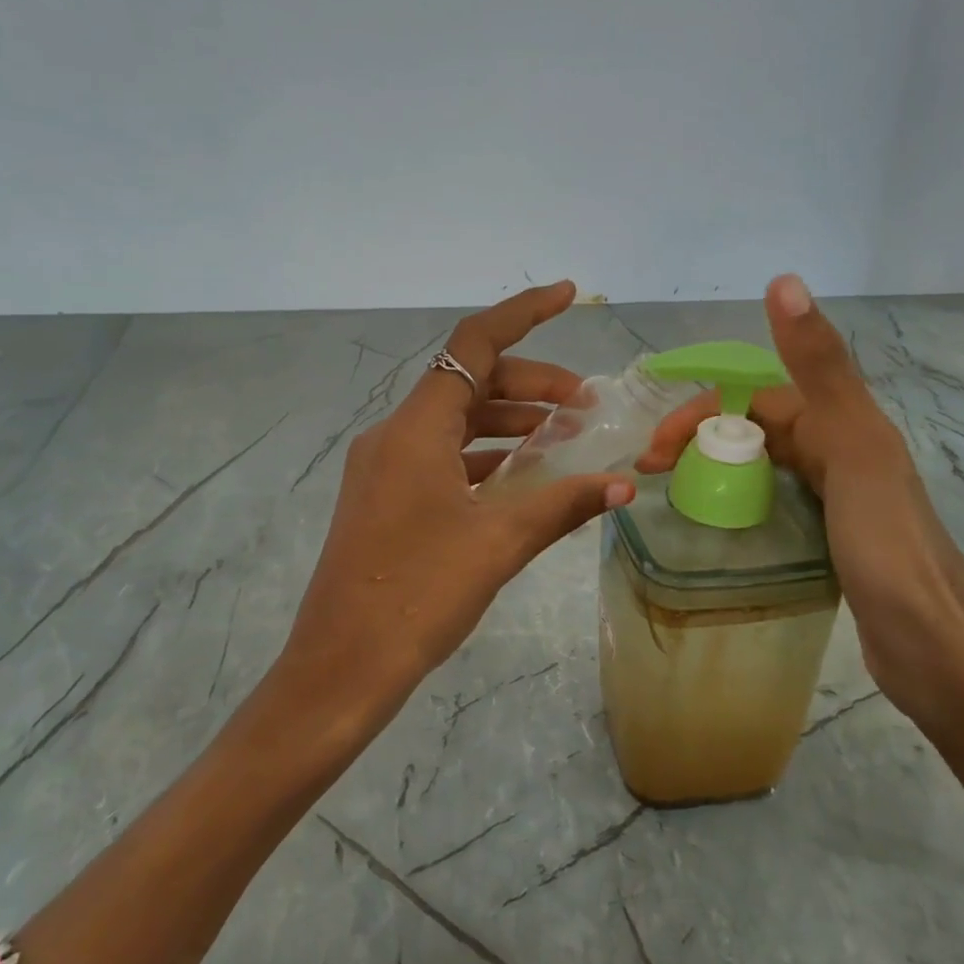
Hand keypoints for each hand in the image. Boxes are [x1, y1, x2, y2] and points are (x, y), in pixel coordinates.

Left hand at [278, 281, 635, 729]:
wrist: (340, 667)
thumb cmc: (418, 596)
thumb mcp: (498, 544)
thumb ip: (562, 505)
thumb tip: (622, 487)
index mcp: (416, 430)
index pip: (474, 345)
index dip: (523, 313)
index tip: (566, 295)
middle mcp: (395, 436)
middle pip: (469, 383)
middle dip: (530, 384)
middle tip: (585, 405)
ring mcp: (385, 468)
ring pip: (456, 422)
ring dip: (509, 422)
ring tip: (563, 438)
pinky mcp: (385, 499)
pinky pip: (443, 457)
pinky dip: (485, 456)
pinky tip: (521, 478)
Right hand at [637, 275, 963, 719]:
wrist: (939, 653)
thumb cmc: (888, 548)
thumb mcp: (851, 448)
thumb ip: (818, 367)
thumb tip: (783, 280)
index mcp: (845, 425)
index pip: (755, 399)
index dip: (701, 413)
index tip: (655, 452)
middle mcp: (843, 453)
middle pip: (757, 430)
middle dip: (700, 441)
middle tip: (651, 475)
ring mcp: (839, 500)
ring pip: (765, 466)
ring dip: (716, 469)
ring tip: (673, 496)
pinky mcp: (833, 542)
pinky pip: (775, 504)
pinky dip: (740, 504)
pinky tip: (719, 526)